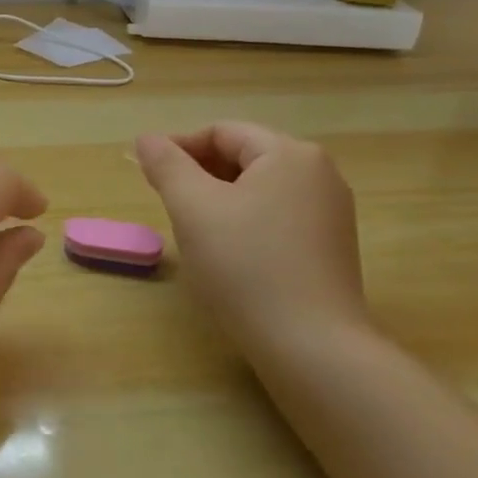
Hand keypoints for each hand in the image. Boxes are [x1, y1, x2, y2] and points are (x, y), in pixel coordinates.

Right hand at [135, 122, 369, 347]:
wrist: (310, 345)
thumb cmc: (245, 265)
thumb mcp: (193, 207)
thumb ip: (166, 165)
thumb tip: (147, 139)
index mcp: (290, 154)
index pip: (221, 132)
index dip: (178, 147)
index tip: (147, 175)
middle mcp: (319, 174)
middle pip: (243, 156)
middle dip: (199, 173)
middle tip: (166, 202)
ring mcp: (330, 212)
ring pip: (258, 188)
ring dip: (218, 198)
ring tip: (192, 228)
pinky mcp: (329, 246)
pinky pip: (276, 215)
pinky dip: (244, 220)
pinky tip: (227, 251)